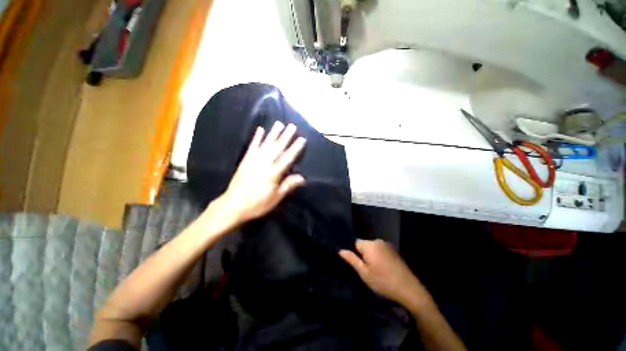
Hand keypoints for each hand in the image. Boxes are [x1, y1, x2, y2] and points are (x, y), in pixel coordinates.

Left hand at [217, 121, 305, 224]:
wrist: (233, 205)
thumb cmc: (257, 204)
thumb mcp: (275, 198)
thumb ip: (288, 186)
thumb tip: (302, 178)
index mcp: (273, 174)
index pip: (287, 158)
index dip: (295, 148)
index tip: (301, 139)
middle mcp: (264, 164)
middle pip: (277, 148)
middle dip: (286, 137)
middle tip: (292, 126)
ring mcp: (253, 161)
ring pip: (265, 144)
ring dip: (273, 133)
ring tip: (279, 123)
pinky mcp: (245, 160)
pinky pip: (252, 147)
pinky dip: (256, 138)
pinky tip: (260, 130)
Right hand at [339, 239, 432, 309]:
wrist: (409, 289)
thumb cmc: (384, 282)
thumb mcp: (364, 273)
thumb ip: (352, 260)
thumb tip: (340, 250)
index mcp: (370, 245)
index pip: (355, 243)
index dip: (353, 253)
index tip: (356, 264)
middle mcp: (378, 241)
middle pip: (363, 245)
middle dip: (362, 255)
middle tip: (365, 270)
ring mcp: (387, 245)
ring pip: (371, 248)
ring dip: (370, 256)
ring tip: (374, 270)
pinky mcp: (393, 250)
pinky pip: (379, 250)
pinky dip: (378, 256)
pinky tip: (382, 268)